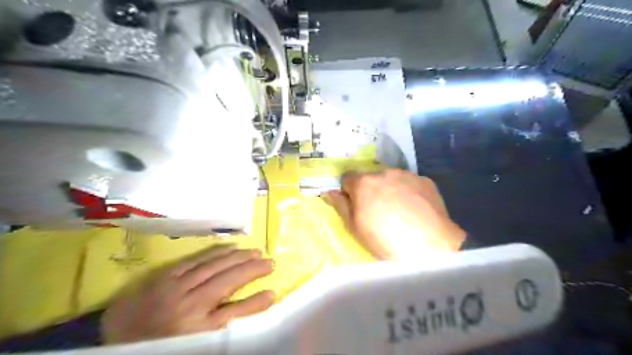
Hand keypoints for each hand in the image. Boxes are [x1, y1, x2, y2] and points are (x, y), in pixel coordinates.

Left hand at [101, 247, 274, 343]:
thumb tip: (243, 311)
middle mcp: (189, 304)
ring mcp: (177, 286)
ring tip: (256, 252)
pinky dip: (217, 252)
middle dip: (252, 270)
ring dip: (239, 257)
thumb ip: (218, 327)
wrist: (111, 338)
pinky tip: (231, 248)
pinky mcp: (167, 275)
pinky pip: (198, 259)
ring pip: (215, 266)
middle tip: (270, 262)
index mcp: (195, 328)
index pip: (233, 313)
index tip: (273, 293)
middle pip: (227, 282)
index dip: (255, 303)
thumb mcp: (191, 343)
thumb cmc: (157, 345)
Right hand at [326, 169, 462, 259]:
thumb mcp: (355, 228)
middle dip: (370, 190)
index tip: (356, 206)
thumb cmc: (385, 240)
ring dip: (390, 189)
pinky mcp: (425, 180)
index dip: (349, 192)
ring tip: (400, 211)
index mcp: (363, 183)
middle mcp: (384, 172)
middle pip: (370, 178)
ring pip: (391, 179)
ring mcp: (407, 175)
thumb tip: (330, 192)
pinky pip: (410, 183)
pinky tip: (416, 210)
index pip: (347, 178)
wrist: (431, 246)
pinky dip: (409, 192)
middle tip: (379, 211)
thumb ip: (340, 206)